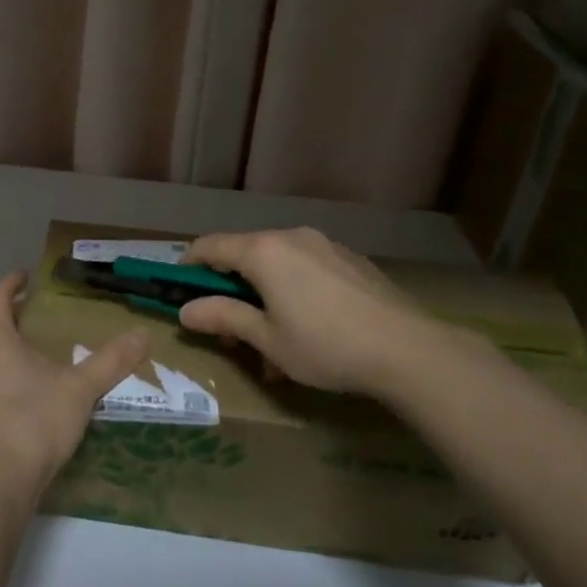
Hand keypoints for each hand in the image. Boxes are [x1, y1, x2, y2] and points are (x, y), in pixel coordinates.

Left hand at [0, 273, 148, 498]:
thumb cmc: (34, 421)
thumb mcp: (80, 388)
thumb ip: (111, 360)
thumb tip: (143, 334)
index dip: (11, 283)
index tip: (27, 275)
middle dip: (17, 317)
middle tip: (47, 314)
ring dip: (13, 349)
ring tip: (46, 352)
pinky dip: (10, 376)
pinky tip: (36, 392)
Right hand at [177, 228, 436, 399]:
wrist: (407, 349)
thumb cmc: (325, 346)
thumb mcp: (267, 340)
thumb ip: (224, 318)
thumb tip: (185, 311)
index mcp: (263, 252)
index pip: (210, 246)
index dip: (189, 265)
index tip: (180, 290)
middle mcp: (291, 236)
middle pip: (245, 254)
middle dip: (230, 289)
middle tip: (230, 330)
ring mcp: (324, 244)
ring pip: (278, 263)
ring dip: (264, 294)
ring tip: (273, 341)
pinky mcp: (349, 259)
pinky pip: (307, 267)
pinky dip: (293, 290)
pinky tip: (310, 327)